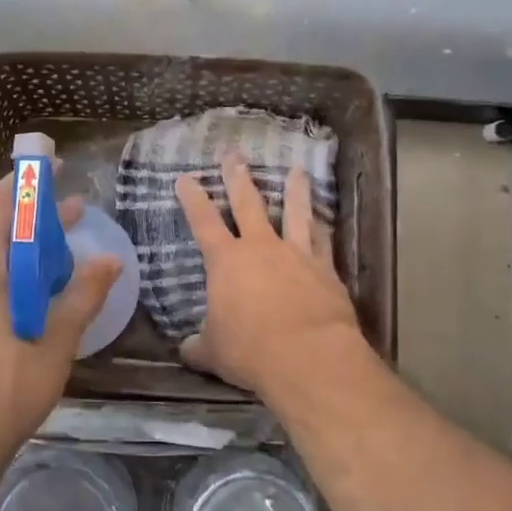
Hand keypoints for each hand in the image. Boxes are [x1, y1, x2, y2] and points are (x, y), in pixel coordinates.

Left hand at [0, 171, 120, 463]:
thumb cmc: (1, 394)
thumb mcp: (53, 346)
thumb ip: (82, 300)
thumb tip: (111, 261)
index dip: (25, 182)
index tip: (54, 167)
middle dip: (37, 219)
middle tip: (79, 210)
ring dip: (32, 252)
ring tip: (71, 251)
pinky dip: (20, 279)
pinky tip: (48, 297)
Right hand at [175, 154, 361, 398]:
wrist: (308, 356)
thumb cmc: (250, 351)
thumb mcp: (214, 352)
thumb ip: (199, 346)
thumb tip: (186, 350)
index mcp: (226, 262)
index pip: (203, 222)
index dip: (193, 199)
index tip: (186, 178)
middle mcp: (261, 248)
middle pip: (248, 204)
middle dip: (238, 178)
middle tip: (234, 154)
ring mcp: (296, 254)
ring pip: (295, 212)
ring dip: (295, 190)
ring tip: (298, 169)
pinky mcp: (325, 269)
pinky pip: (324, 241)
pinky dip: (322, 227)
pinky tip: (324, 218)